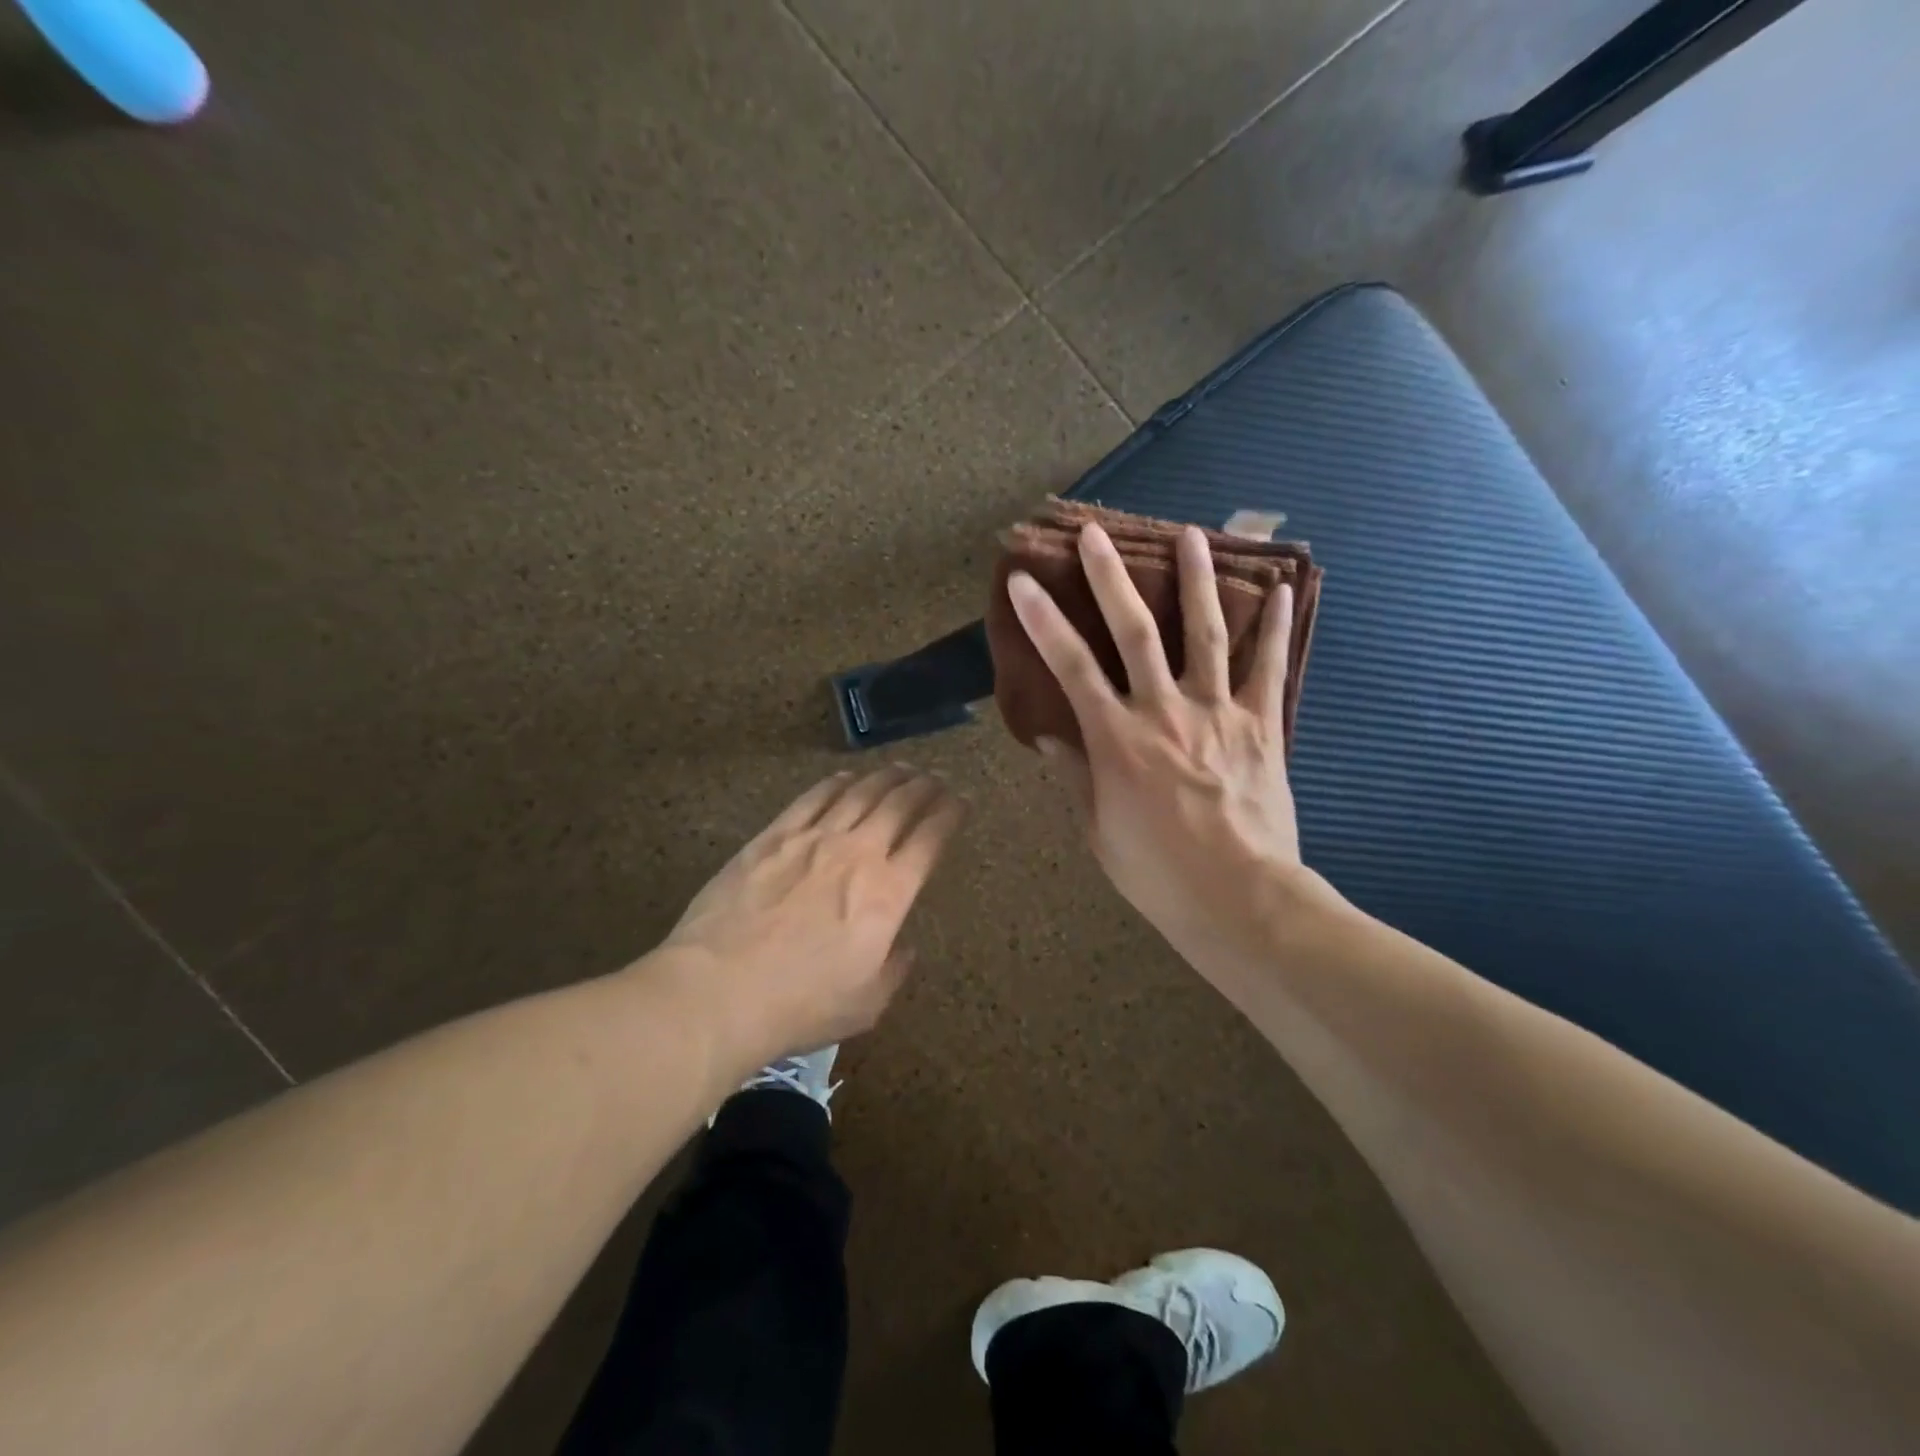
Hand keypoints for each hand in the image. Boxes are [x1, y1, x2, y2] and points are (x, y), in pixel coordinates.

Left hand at [659, 767, 965, 1064]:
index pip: (930, 839)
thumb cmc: (799, 1005)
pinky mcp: (774, 836)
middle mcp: (858, 854)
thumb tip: (905, 947)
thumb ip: (894, 970)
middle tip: (935, 779)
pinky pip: (813, 798)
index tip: (961, 801)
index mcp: (888, 894)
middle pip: (899, 805)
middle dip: (924, 787)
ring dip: (886, 778)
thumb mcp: (865, 1004)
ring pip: (860, 794)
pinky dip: (836, 784)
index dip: (950, 814)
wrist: (719, 989)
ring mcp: (813, 839)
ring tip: (900, 769)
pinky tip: (846, 778)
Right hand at [1007, 523, 1330, 965]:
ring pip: (1205, 633)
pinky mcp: (1261, 726)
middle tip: (1098, 534)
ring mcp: (1218, 712)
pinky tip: (1281, 591)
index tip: (1025, 581)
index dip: (1043, 620)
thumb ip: (1076, 776)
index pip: (1070, 667)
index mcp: (1117, 739)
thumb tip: (1052, 737)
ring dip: (1197, 580)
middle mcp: (1164, 711)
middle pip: (1135, 632)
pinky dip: (1274, 628)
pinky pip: (1267, 669)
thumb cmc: (1158, 872)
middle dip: (1111, 578)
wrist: (1240, 900)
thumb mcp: (1099, 830)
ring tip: (1192, 535)